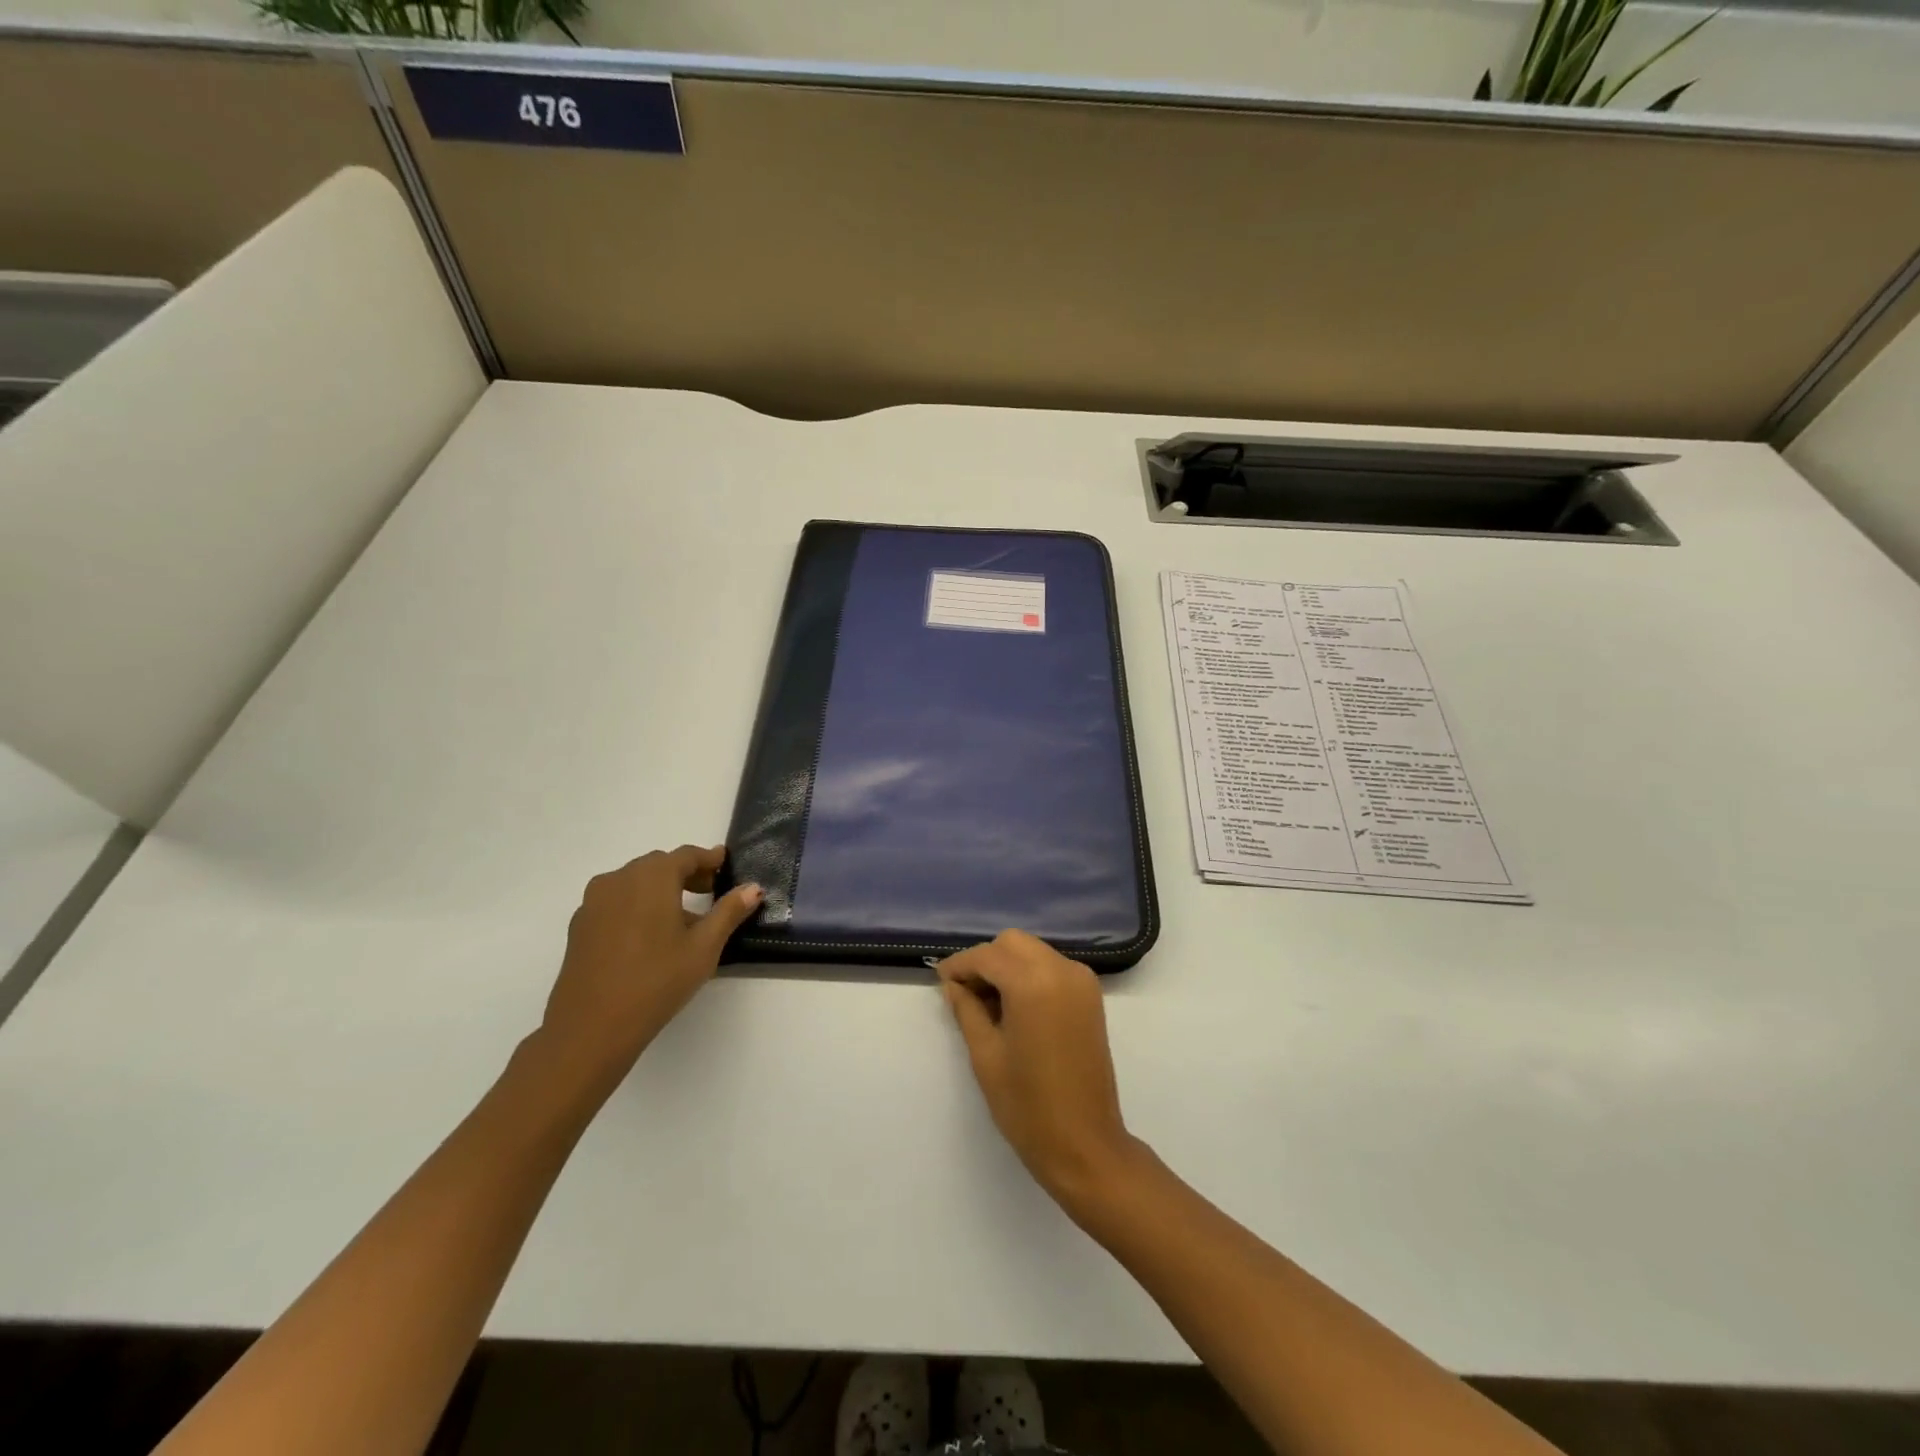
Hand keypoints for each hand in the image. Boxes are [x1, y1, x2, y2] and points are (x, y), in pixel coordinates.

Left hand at [537, 845, 761, 1092]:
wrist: (591, 1028)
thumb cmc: (657, 981)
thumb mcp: (704, 947)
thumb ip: (729, 911)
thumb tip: (753, 888)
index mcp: (652, 877)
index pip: (686, 855)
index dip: (709, 858)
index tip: (724, 863)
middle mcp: (619, 879)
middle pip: (658, 865)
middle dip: (685, 874)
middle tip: (709, 891)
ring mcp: (594, 902)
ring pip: (634, 882)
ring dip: (659, 890)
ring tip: (680, 918)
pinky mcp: (580, 925)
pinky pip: (615, 902)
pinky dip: (636, 906)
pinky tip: (648, 936)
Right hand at [938, 930, 1143, 1208]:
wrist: (1086, 1145)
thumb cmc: (1028, 1106)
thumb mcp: (986, 1055)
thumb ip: (967, 1010)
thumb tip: (953, 984)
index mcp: (1033, 982)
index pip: (988, 956)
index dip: (960, 965)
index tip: (940, 980)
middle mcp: (1062, 970)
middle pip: (1013, 943)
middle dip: (986, 960)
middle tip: (964, 993)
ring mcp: (1081, 981)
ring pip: (1034, 951)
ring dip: (1008, 965)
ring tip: (987, 1003)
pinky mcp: (1091, 996)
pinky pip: (1052, 967)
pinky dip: (1030, 974)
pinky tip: (1014, 1006)